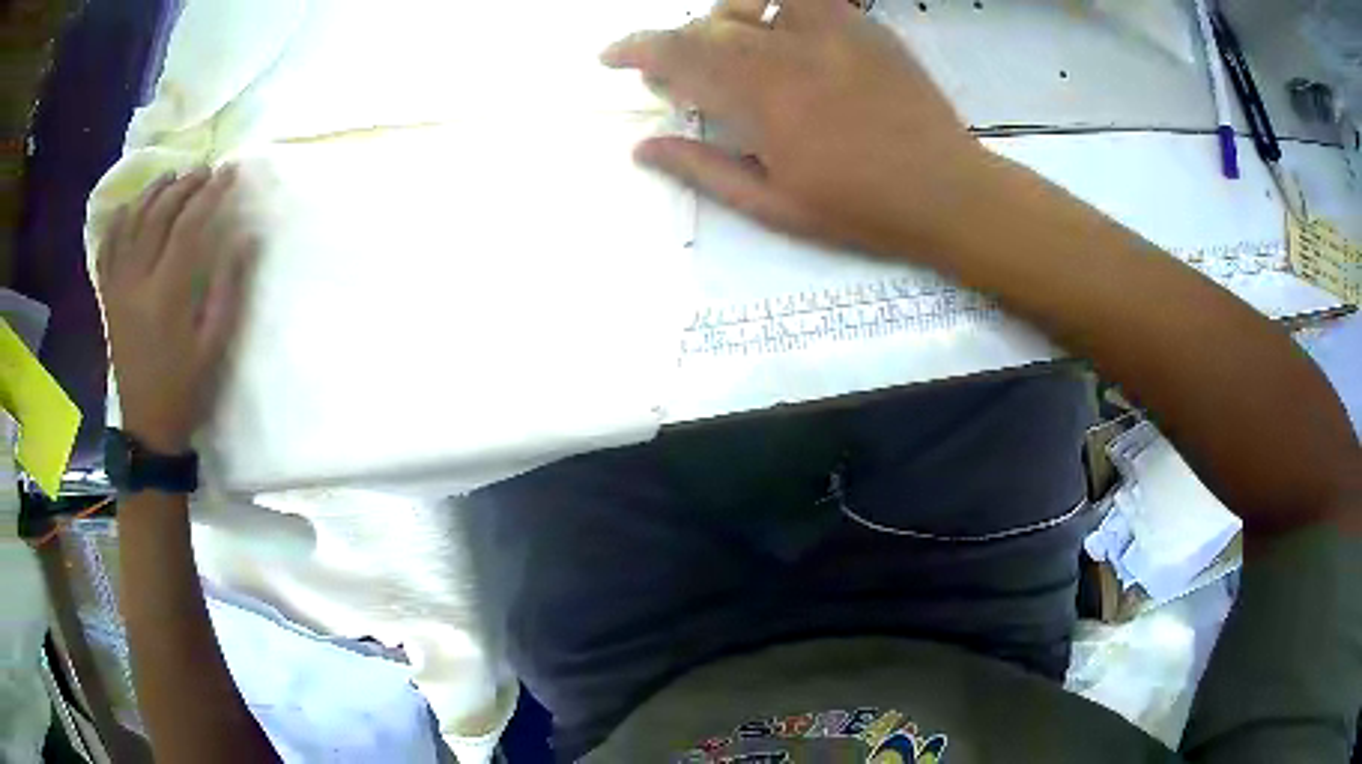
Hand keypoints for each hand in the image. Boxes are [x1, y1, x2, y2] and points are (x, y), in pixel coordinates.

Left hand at [97, 166, 256, 453]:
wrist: (147, 426)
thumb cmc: (185, 388)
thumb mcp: (215, 345)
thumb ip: (228, 287)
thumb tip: (245, 235)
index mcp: (166, 296)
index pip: (188, 226)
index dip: (211, 194)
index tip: (230, 172)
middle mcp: (136, 282)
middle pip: (158, 215)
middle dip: (184, 185)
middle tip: (204, 170)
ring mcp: (117, 287)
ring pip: (130, 222)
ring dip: (151, 193)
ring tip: (170, 177)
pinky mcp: (108, 296)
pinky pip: (107, 247)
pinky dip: (118, 220)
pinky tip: (130, 206)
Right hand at [601, 0, 992, 256]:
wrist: (948, 192)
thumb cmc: (861, 209)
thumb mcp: (774, 206)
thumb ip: (703, 170)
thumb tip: (642, 149)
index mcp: (764, 98)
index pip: (679, 55)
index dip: (635, 50)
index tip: (610, 57)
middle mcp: (791, 51)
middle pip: (710, 25)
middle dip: (678, 47)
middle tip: (677, 79)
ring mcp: (832, 30)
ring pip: (752, 0)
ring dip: (722, 17)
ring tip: (727, 47)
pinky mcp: (863, 25)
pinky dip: (775, 5)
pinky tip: (776, 30)